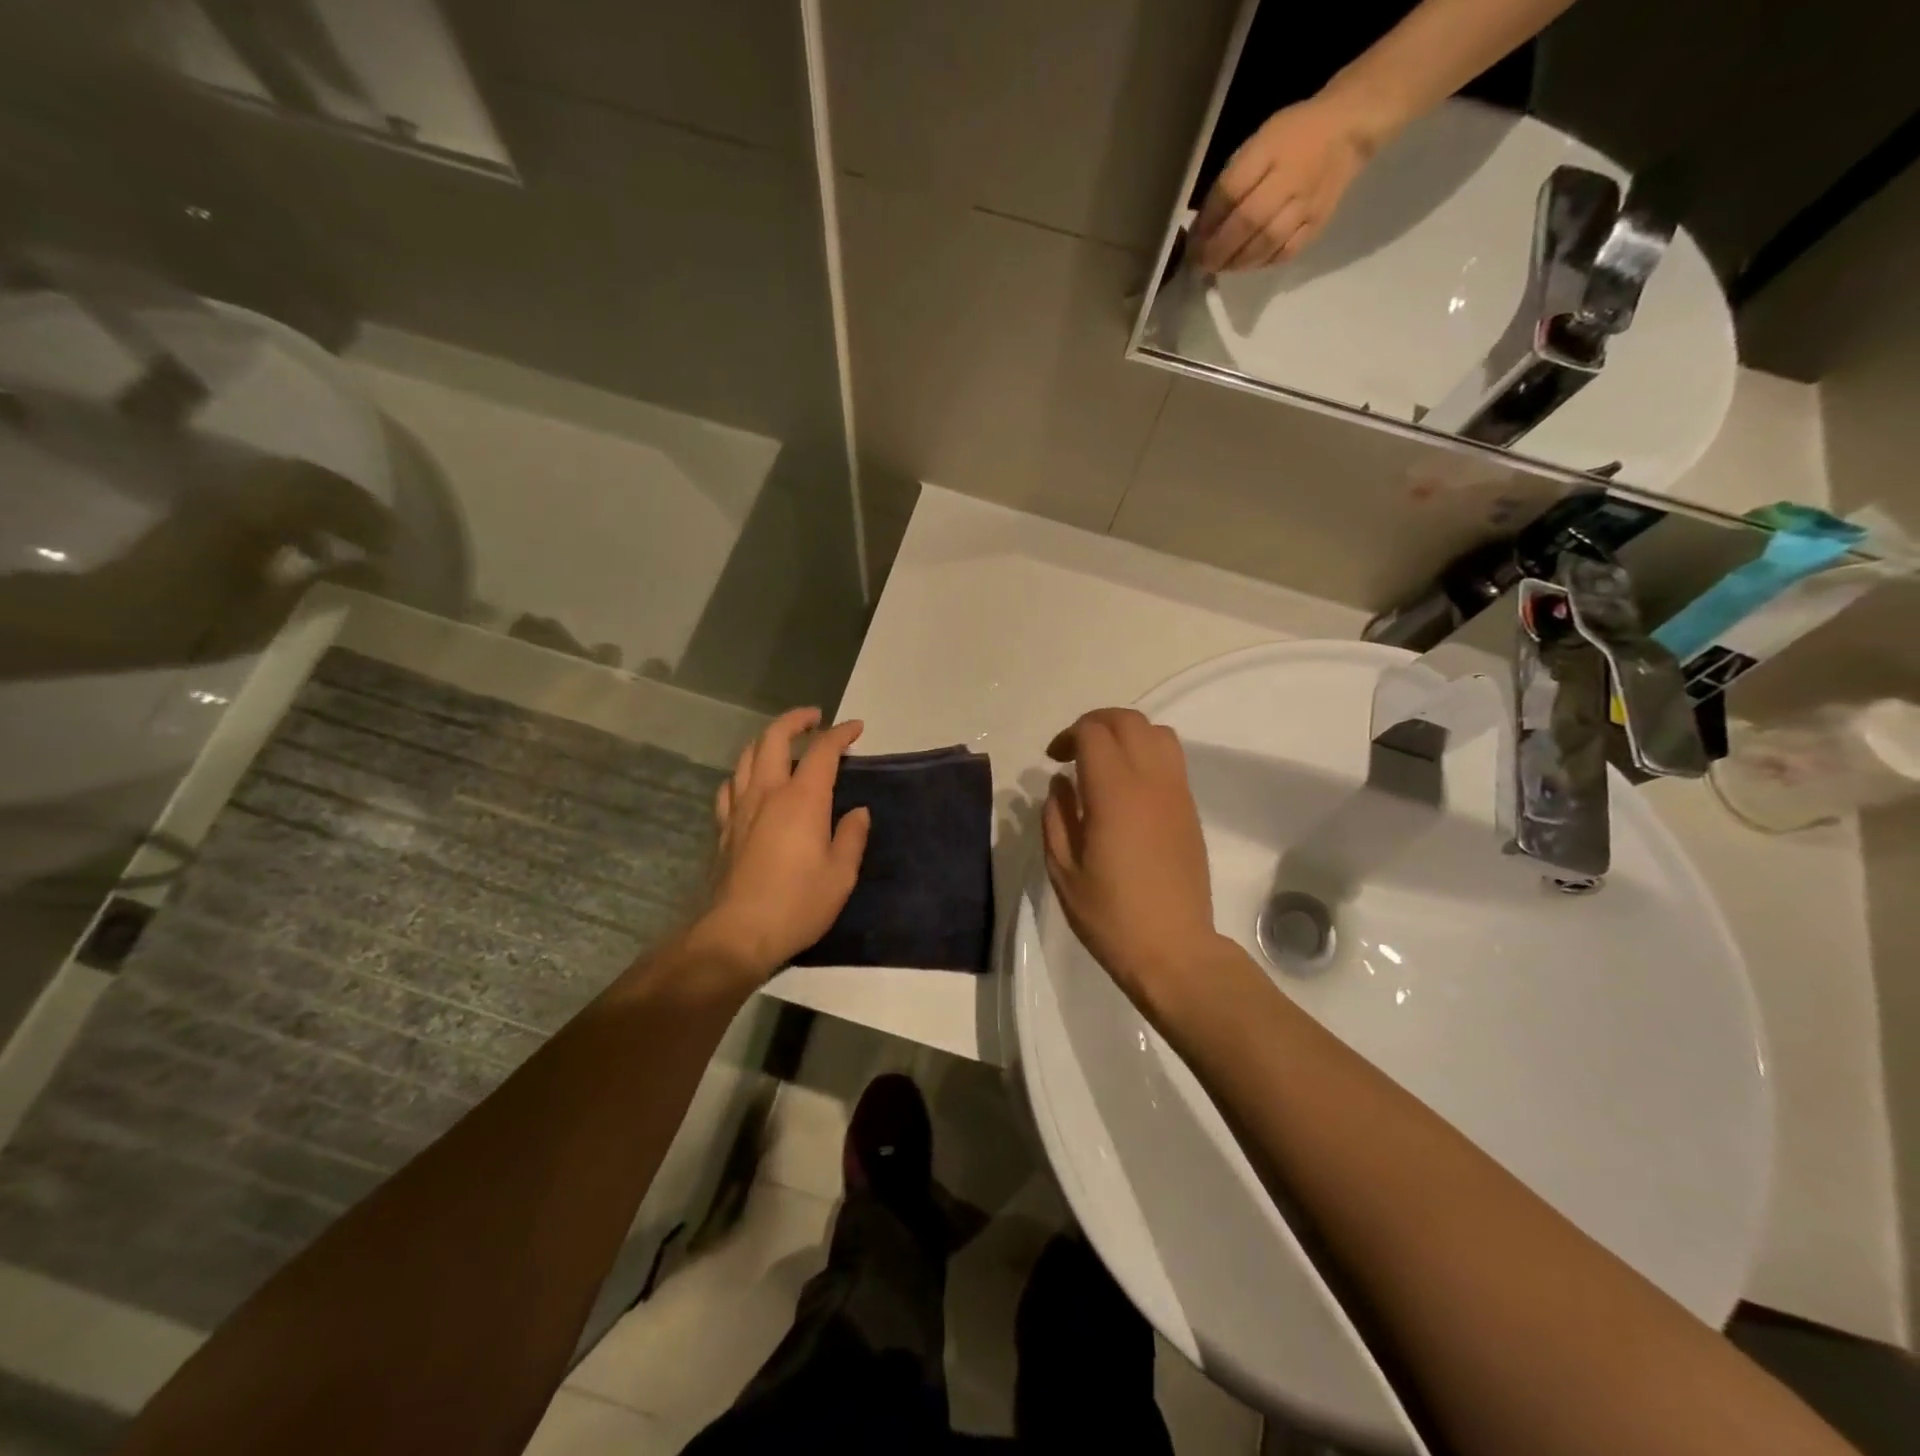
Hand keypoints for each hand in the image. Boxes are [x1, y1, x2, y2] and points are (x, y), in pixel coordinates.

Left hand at [695, 708, 870, 977]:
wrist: (738, 933)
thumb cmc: (798, 903)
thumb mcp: (841, 874)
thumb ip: (851, 836)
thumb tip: (858, 812)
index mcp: (802, 799)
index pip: (823, 750)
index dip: (841, 733)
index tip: (856, 728)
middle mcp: (768, 792)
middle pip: (774, 738)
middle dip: (796, 720)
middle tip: (814, 719)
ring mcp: (740, 808)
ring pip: (746, 756)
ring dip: (766, 740)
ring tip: (783, 743)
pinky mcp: (724, 828)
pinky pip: (729, 786)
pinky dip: (743, 773)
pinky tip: (749, 782)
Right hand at [1042, 709, 1223, 1008]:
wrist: (1174, 950)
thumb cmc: (1110, 915)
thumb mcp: (1063, 870)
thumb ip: (1056, 817)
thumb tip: (1061, 782)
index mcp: (1114, 794)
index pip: (1093, 732)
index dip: (1068, 735)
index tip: (1053, 759)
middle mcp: (1151, 781)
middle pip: (1128, 721)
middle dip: (1096, 723)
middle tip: (1073, 750)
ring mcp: (1177, 793)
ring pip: (1158, 733)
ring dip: (1126, 733)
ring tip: (1104, 761)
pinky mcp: (1190, 809)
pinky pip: (1172, 758)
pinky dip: (1147, 752)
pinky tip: (1128, 786)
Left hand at [1190, 93, 1378, 272]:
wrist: (1347, 129)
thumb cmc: (1291, 137)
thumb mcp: (1256, 146)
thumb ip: (1230, 183)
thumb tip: (1202, 228)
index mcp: (1271, 150)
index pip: (1231, 190)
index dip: (1208, 222)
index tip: (1191, 243)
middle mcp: (1290, 179)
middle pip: (1247, 223)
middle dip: (1217, 250)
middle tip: (1200, 264)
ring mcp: (1307, 204)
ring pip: (1265, 243)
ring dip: (1236, 262)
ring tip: (1220, 266)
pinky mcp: (1318, 224)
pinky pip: (1285, 252)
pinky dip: (1261, 263)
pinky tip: (1247, 264)